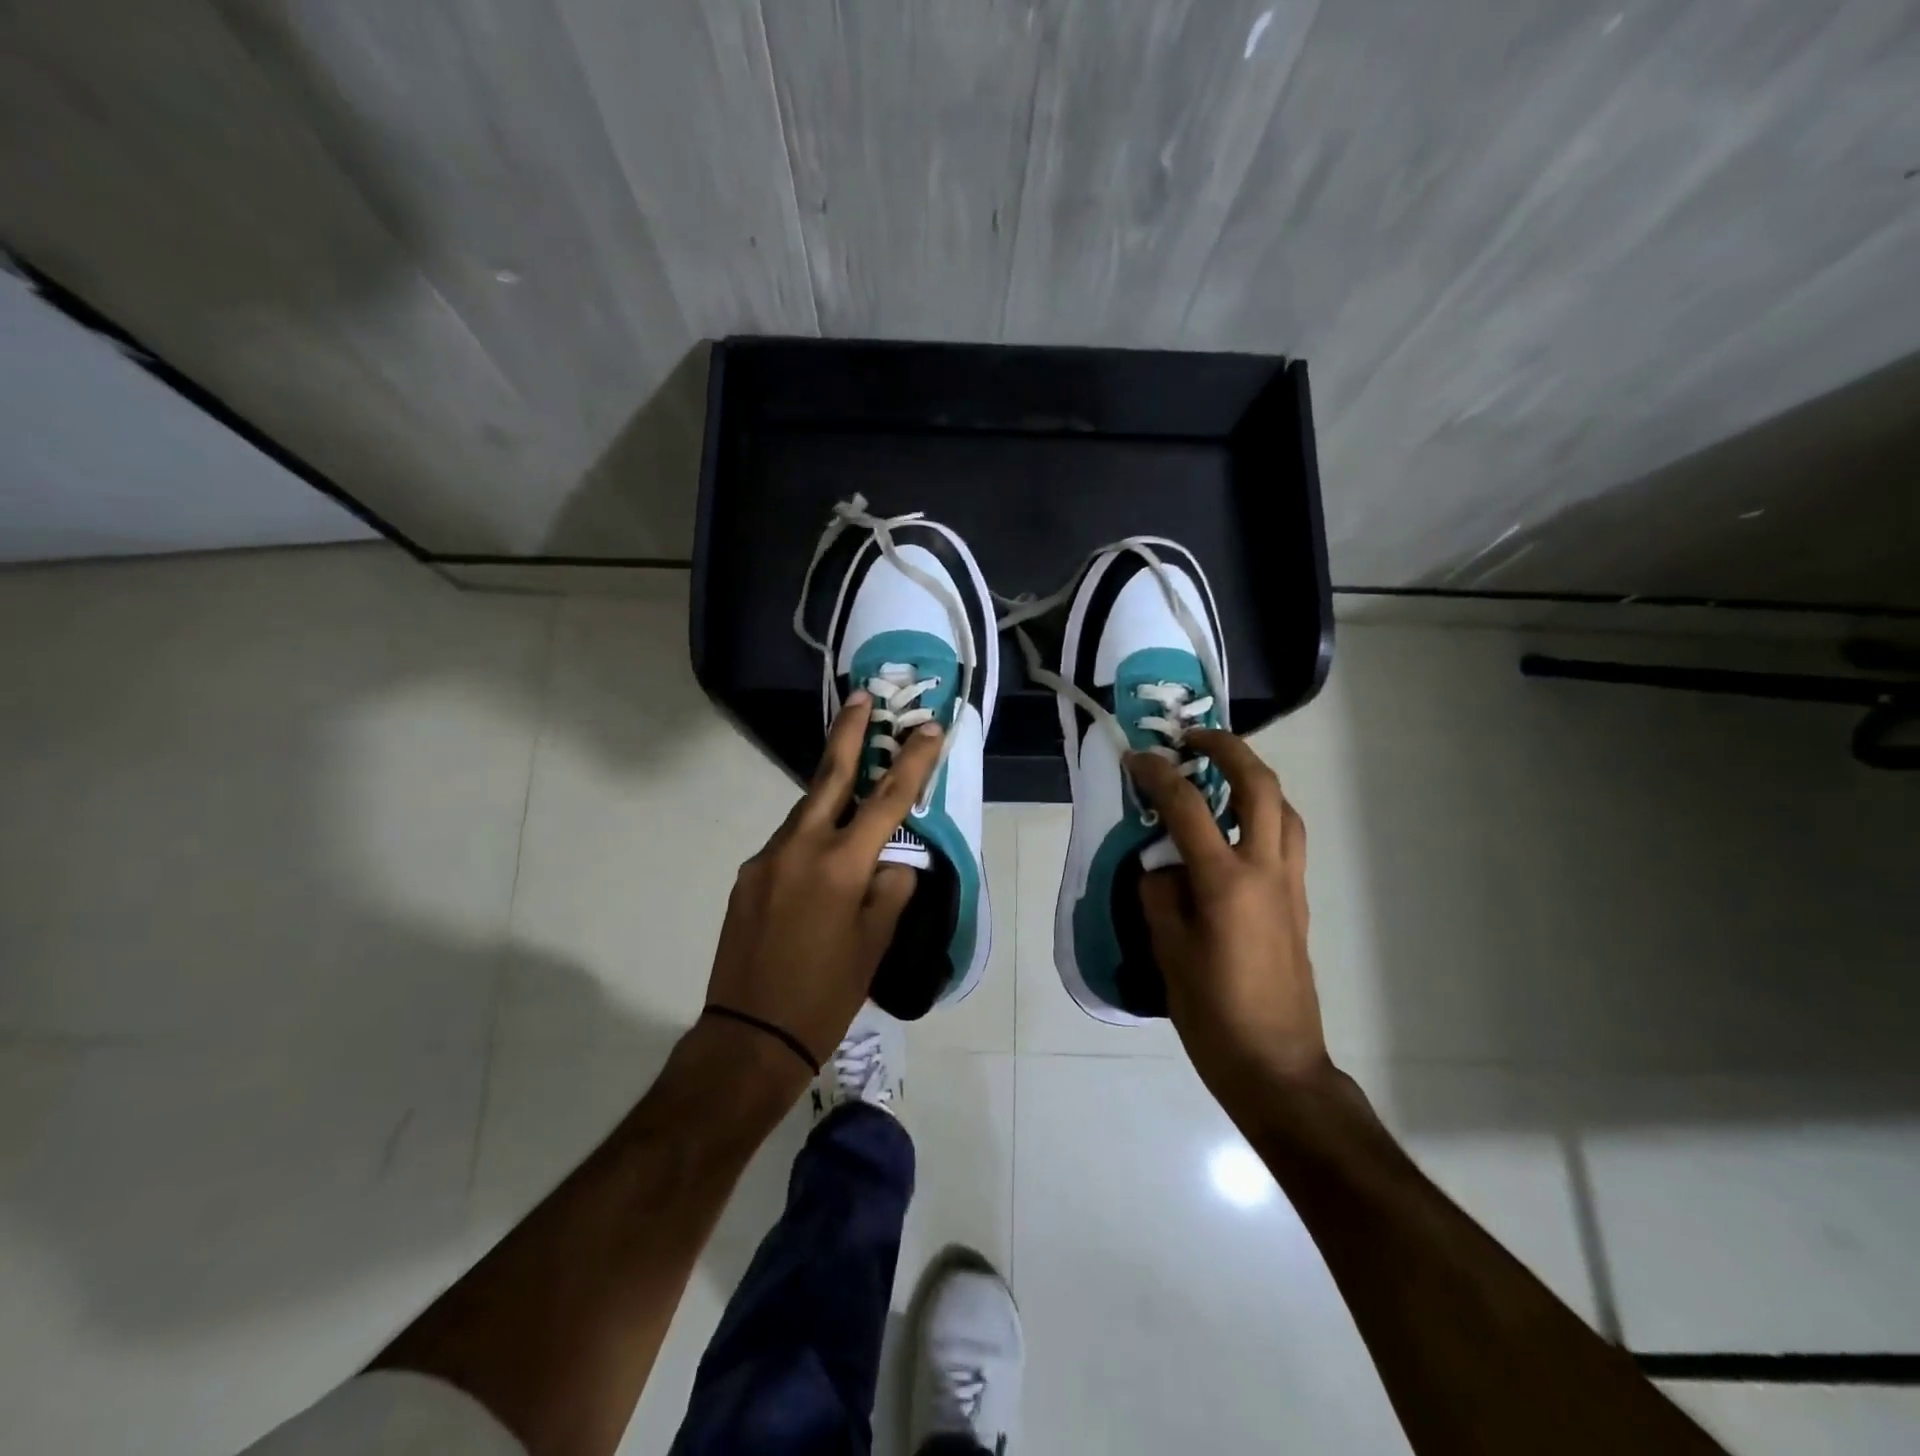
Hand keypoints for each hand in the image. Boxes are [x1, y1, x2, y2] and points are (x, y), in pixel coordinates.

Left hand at [704, 692, 941, 1068]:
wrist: (750, 1036)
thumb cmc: (826, 995)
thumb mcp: (875, 944)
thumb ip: (890, 889)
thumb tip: (892, 861)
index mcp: (840, 865)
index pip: (888, 801)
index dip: (912, 761)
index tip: (929, 727)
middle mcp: (799, 848)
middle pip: (829, 778)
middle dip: (848, 734)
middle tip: (861, 697)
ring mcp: (766, 859)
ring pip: (806, 814)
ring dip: (831, 798)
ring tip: (852, 795)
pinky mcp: (747, 877)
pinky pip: (788, 846)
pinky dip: (811, 841)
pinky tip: (820, 866)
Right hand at [1128, 730, 1330, 1101]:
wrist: (1277, 1066)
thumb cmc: (1213, 1014)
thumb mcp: (1167, 952)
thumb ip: (1159, 894)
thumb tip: (1161, 866)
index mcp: (1226, 883)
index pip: (1188, 807)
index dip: (1159, 775)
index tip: (1136, 758)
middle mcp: (1266, 871)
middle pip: (1260, 786)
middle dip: (1228, 749)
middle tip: (1194, 739)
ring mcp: (1289, 884)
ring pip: (1284, 808)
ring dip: (1254, 778)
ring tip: (1219, 774)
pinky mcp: (1298, 902)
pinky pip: (1286, 837)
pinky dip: (1264, 812)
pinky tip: (1235, 828)